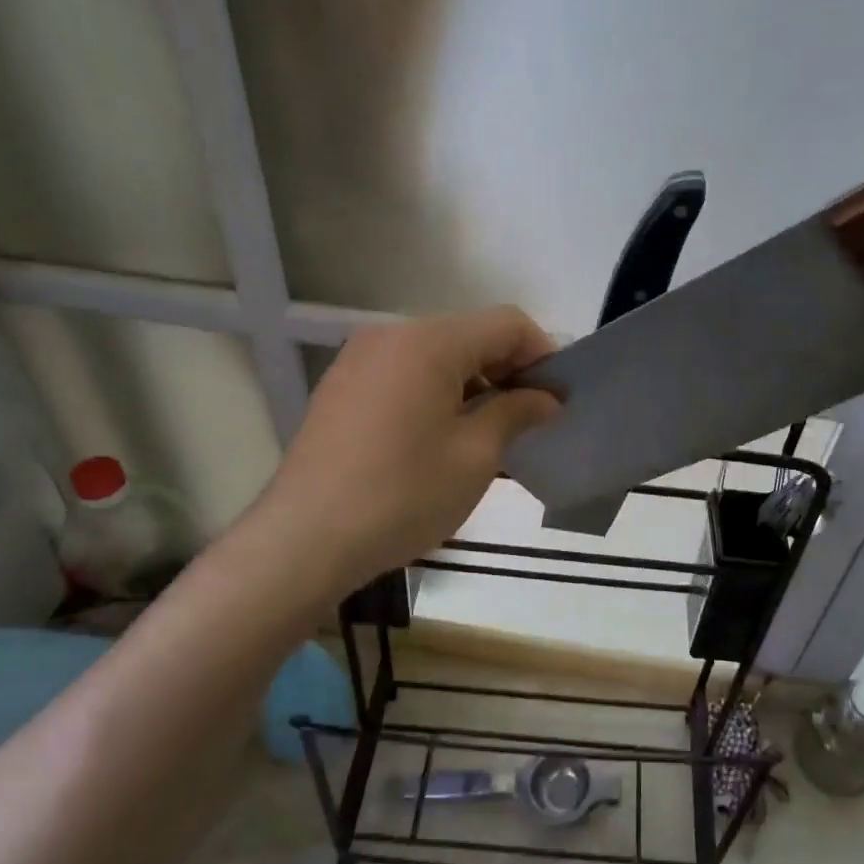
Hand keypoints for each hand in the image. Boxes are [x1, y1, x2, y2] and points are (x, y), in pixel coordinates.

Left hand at [253, 306, 560, 592]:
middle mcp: (390, 335)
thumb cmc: (402, 495)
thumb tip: (546, 398)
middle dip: (508, 372)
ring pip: (436, 357)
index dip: (543, 355)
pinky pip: (404, 376)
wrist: (305, 539)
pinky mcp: (341, 389)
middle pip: (469, 336)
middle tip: (529, 422)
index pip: (507, 324)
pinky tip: (440, 440)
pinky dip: (435, 395)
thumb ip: (516, 413)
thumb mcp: (475, 456)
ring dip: (472, 386)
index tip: (558, 400)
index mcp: (428, 342)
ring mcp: (358, 360)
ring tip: (488, 436)